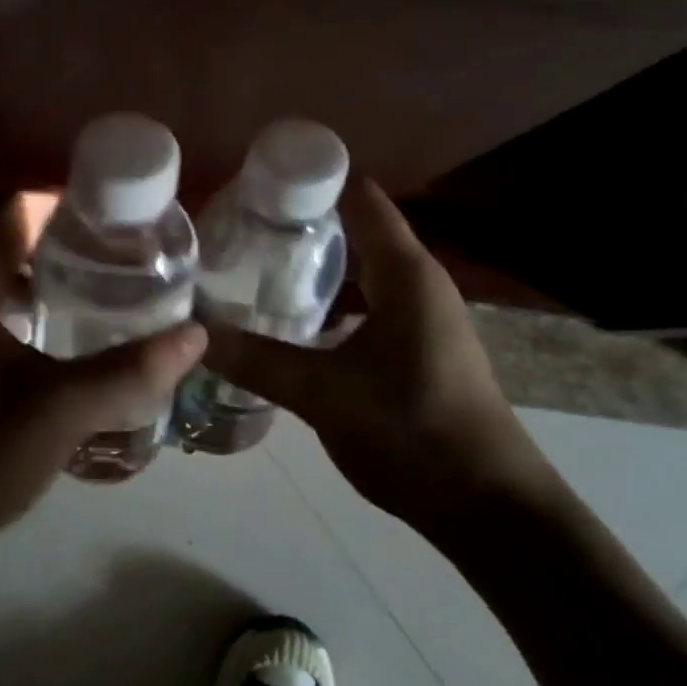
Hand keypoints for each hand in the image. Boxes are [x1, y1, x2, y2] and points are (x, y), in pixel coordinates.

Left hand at [0, 197, 207, 552]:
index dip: (73, 204)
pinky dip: (14, 286)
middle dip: (61, 230)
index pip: (18, 207)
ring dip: (37, 258)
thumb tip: (196, 335)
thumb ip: (131, 372)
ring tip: (96, 276)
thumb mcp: (60, 415)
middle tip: (118, 249)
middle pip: (2, 226)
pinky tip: (51, 318)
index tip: (123, 221)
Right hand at [200, 179, 558, 533]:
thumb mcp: (324, 394)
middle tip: (241, 223)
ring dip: (318, 263)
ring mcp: (424, 315)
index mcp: (406, 272)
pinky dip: (335, 299)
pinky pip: (370, 302)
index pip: (360, 197)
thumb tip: (196, 333)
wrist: (490, 507)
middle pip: (359, 228)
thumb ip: (257, 360)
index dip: (313, 178)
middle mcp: (419, 281)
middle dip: (304, 221)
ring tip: (258, 263)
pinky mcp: (421, 347)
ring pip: (364, 269)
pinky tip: (296, 319)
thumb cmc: (412, 430)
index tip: (257, 178)